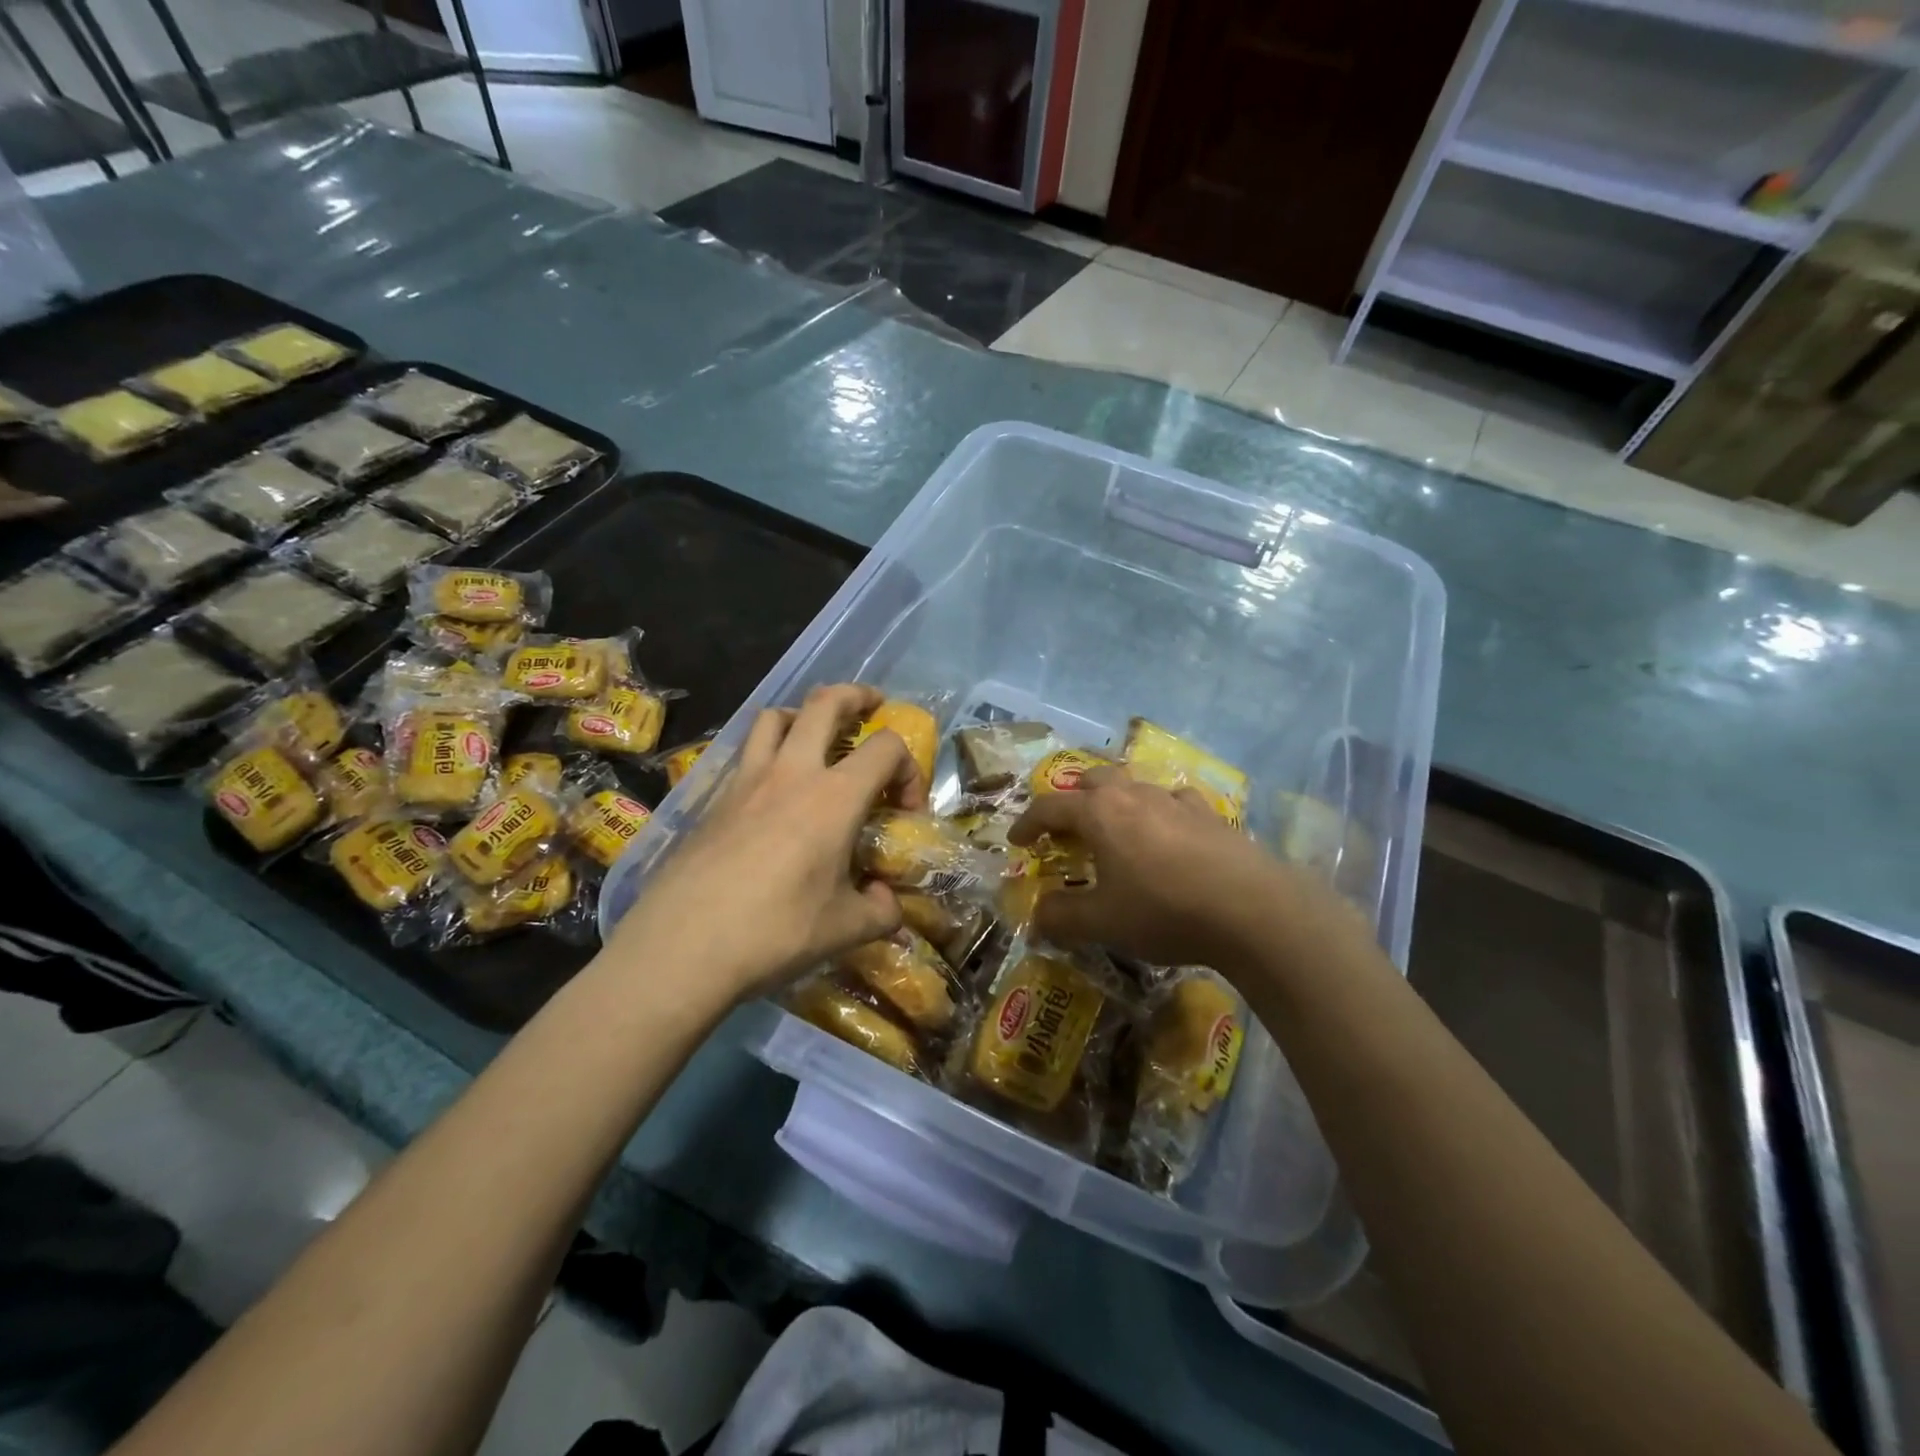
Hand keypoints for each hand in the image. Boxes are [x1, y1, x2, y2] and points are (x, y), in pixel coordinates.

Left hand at [609, 684, 924, 1003]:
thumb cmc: (775, 933)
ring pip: (774, 717)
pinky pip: (746, 754)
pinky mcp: (713, 799)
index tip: (906, 809)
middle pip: (825, 703)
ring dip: (803, 715)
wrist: (682, 947)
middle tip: (871, 707)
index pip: (886, 748)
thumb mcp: (845, 930)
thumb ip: (881, 911)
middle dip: (856, 696)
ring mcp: (746, 781)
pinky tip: (772, 794)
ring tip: (815, 736)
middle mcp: (791, 773)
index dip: (909, 769)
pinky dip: (768, 753)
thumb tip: (885, 901)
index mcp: (834, 797)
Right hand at [1008, 768, 1353, 973]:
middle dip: (1072, 799)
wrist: (1252, 910)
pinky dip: (1160, 812)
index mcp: (1099, 813)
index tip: (1016, 841)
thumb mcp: (1103, 923)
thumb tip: (1035, 918)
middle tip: (1066, 828)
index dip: (1027, 822)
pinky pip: (1174, 802)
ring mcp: (1175, 800)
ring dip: (1116, 801)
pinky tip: (1169, 832)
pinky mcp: (1210, 815)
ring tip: (1116, 828)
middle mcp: (1134, 795)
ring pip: (1135, 785)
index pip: (1049, 806)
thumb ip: (1061, 917)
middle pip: (1092, 780)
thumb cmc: (1164, 910)